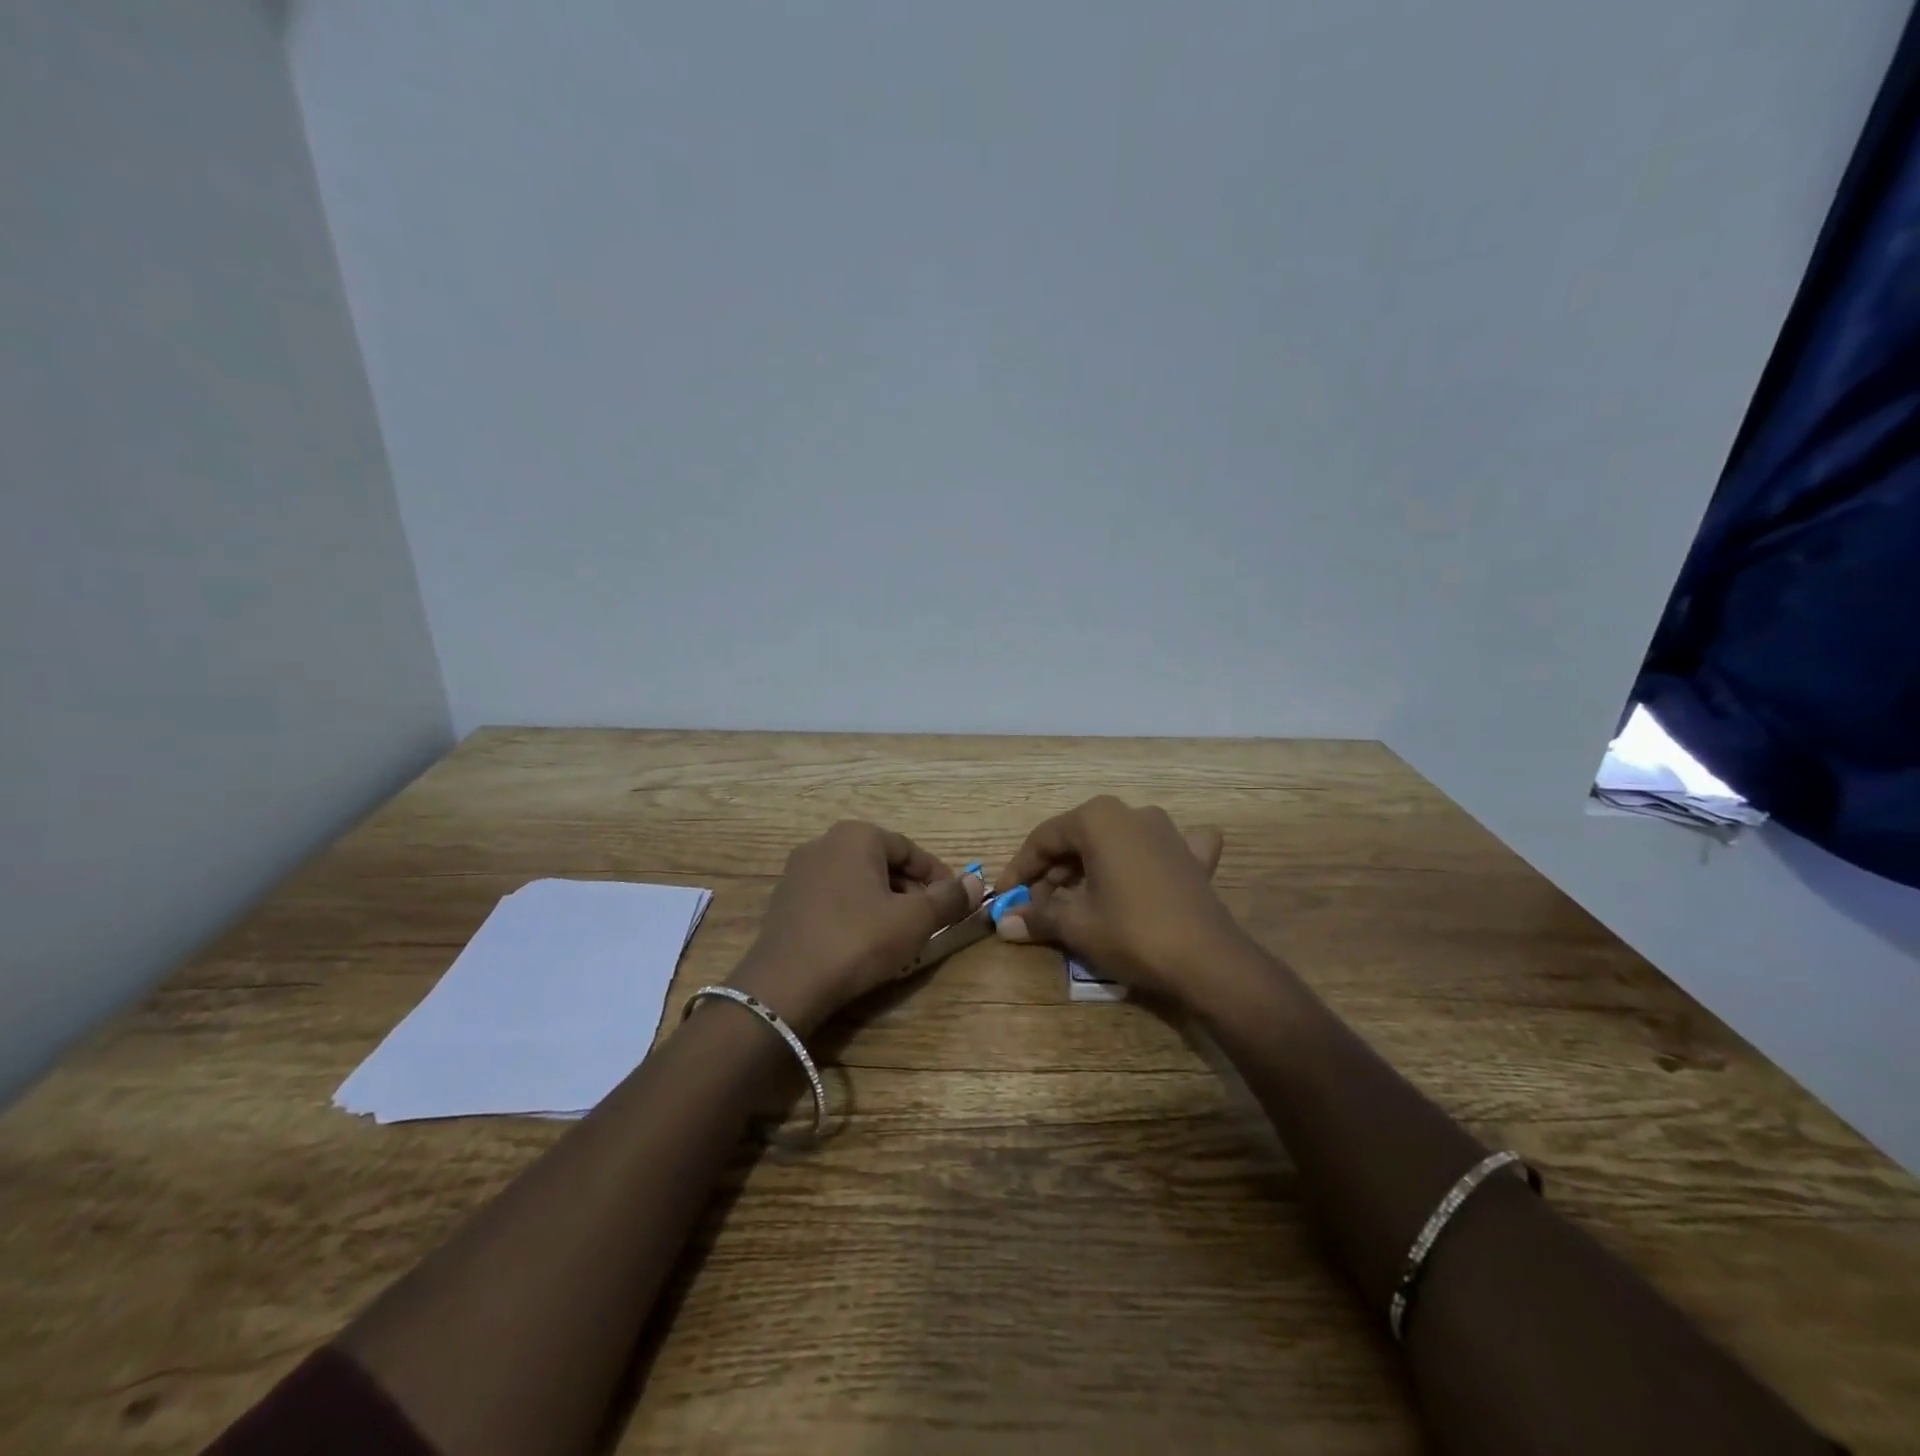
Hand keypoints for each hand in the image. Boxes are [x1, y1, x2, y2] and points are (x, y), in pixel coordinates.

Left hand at [729, 820, 984, 1033]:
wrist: (784, 985)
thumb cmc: (857, 940)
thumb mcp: (914, 920)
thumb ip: (949, 898)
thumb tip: (977, 883)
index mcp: (856, 836)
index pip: (910, 849)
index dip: (938, 876)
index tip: (955, 903)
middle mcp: (824, 843)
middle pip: (882, 863)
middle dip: (911, 890)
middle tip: (930, 921)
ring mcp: (798, 872)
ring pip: (857, 881)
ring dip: (884, 903)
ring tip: (900, 935)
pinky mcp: (784, 902)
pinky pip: (832, 899)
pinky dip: (855, 913)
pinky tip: (863, 943)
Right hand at [991, 796, 1243, 1003]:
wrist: (1208, 961)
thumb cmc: (1132, 933)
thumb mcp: (1076, 925)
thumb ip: (1037, 916)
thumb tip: (1003, 922)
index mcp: (1099, 818)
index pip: (1044, 838)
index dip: (1020, 869)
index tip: (1004, 897)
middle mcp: (1132, 813)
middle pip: (1079, 838)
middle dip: (1054, 872)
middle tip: (1038, 907)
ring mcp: (1168, 831)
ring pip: (1116, 842)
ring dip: (1092, 868)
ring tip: (1077, 901)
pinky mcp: (1194, 855)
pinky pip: (1162, 848)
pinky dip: (1147, 859)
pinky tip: (1148, 872)